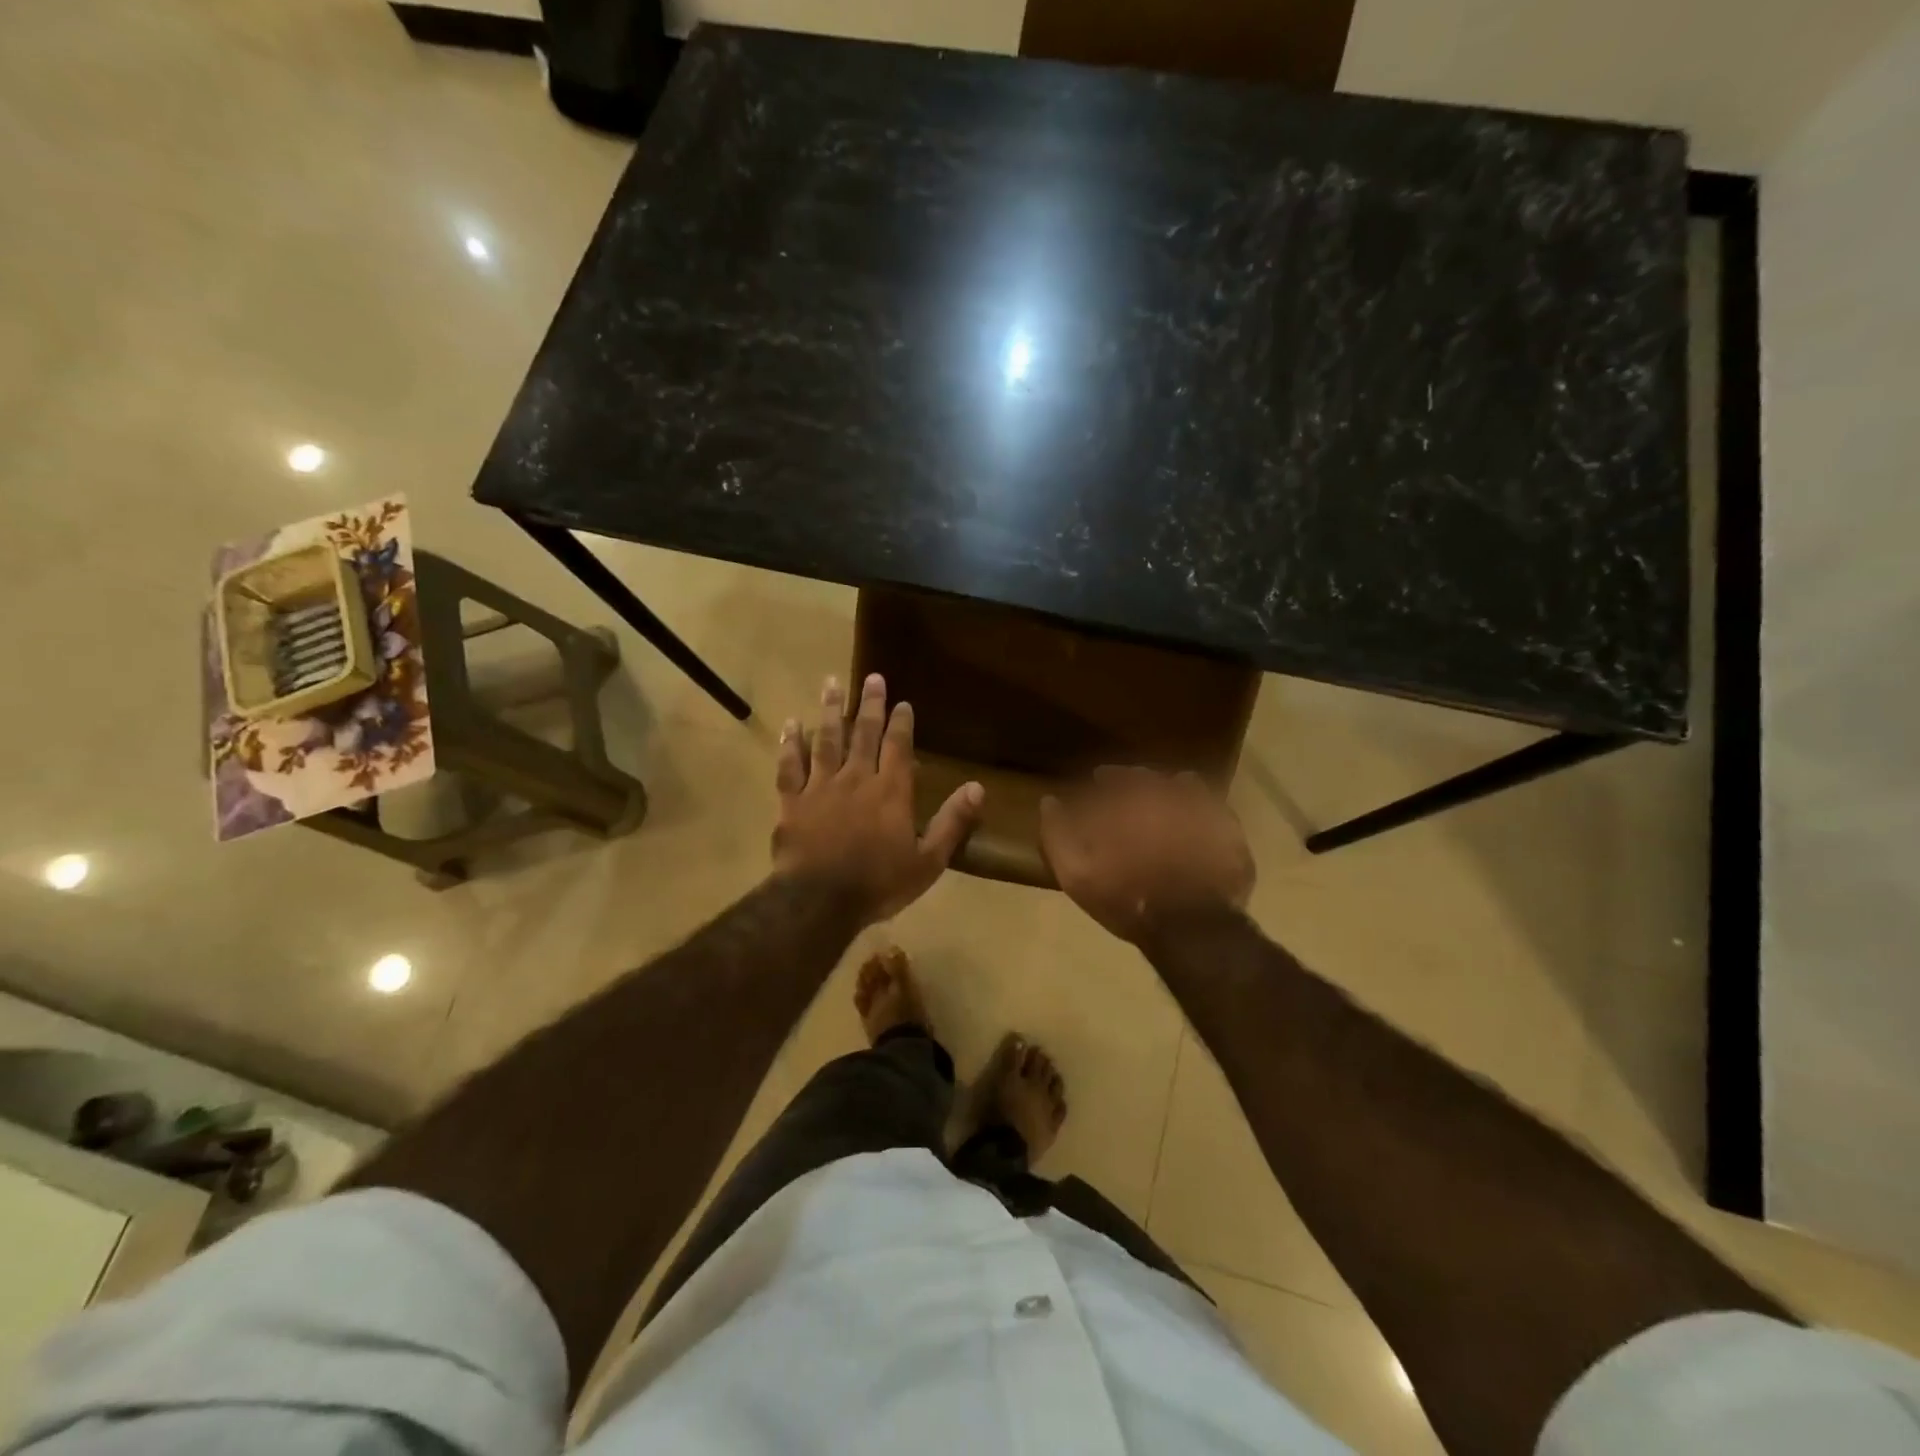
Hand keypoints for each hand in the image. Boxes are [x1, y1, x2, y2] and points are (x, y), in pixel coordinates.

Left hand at [772, 674, 983, 924]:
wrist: (818, 902)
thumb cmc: (879, 883)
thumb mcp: (928, 861)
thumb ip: (952, 822)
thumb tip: (978, 787)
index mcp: (890, 791)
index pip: (898, 746)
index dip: (901, 722)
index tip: (903, 702)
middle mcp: (856, 778)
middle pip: (864, 733)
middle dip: (870, 704)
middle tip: (872, 677)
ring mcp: (820, 787)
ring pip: (826, 739)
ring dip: (831, 711)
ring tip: (832, 683)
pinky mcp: (792, 801)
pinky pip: (790, 765)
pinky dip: (790, 743)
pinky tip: (791, 724)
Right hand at [1039, 767, 1254, 944]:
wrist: (1192, 928)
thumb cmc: (1127, 899)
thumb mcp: (1076, 874)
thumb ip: (1058, 833)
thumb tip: (1049, 801)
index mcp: (1130, 799)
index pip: (1114, 776)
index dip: (1106, 779)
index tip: (1100, 782)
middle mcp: (1169, 793)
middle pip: (1151, 778)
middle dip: (1138, 783)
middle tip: (1130, 797)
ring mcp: (1206, 810)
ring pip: (1186, 787)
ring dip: (1172, 792)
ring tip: (1166, 808)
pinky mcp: (1232, 832)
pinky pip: (1215, 810)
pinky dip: (1203, 814)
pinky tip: (1198, 828)